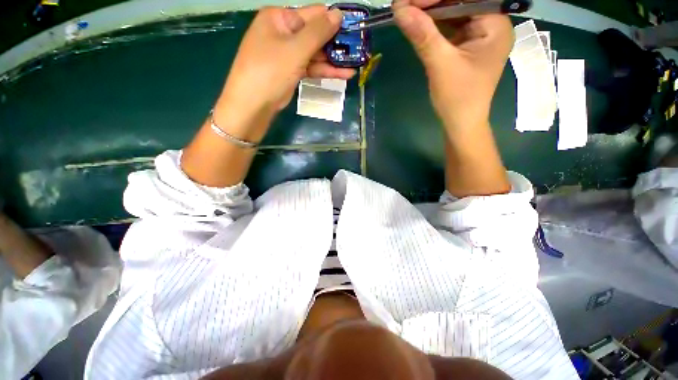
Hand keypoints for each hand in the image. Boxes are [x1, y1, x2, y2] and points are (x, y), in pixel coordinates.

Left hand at [215, 6, 355, 139]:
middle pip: (315, 35)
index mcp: (280, 18)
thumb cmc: (270, 72)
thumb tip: (338, 14)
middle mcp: (283, 33)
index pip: (313, 14)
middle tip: (358, 50)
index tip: (355, 29)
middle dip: (336, 43)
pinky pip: (311, 68)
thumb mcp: (295, 49)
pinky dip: (325, 71)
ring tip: (356, 64)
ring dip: (334, 60)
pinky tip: (344, 74)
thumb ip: (318, 32)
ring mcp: (287, 54)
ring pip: (315, 54)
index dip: (334, 21)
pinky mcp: (291, 72)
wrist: (252, 105)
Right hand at [393, 0, 513, 130]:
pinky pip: (451, 26)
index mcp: (495, 24)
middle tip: (404, 6)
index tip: (408, 1)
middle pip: (460, 2)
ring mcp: (480, 34)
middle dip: (431, 3)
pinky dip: (434, 24)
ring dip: (430, 12)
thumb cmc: (458, 98)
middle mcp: (492, 23)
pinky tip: (419, 23)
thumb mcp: (440, 65)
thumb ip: (423, 35)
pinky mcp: (468, 45)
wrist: (461, 123)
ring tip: (407, 12)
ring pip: (454, 12)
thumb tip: (400, 9)